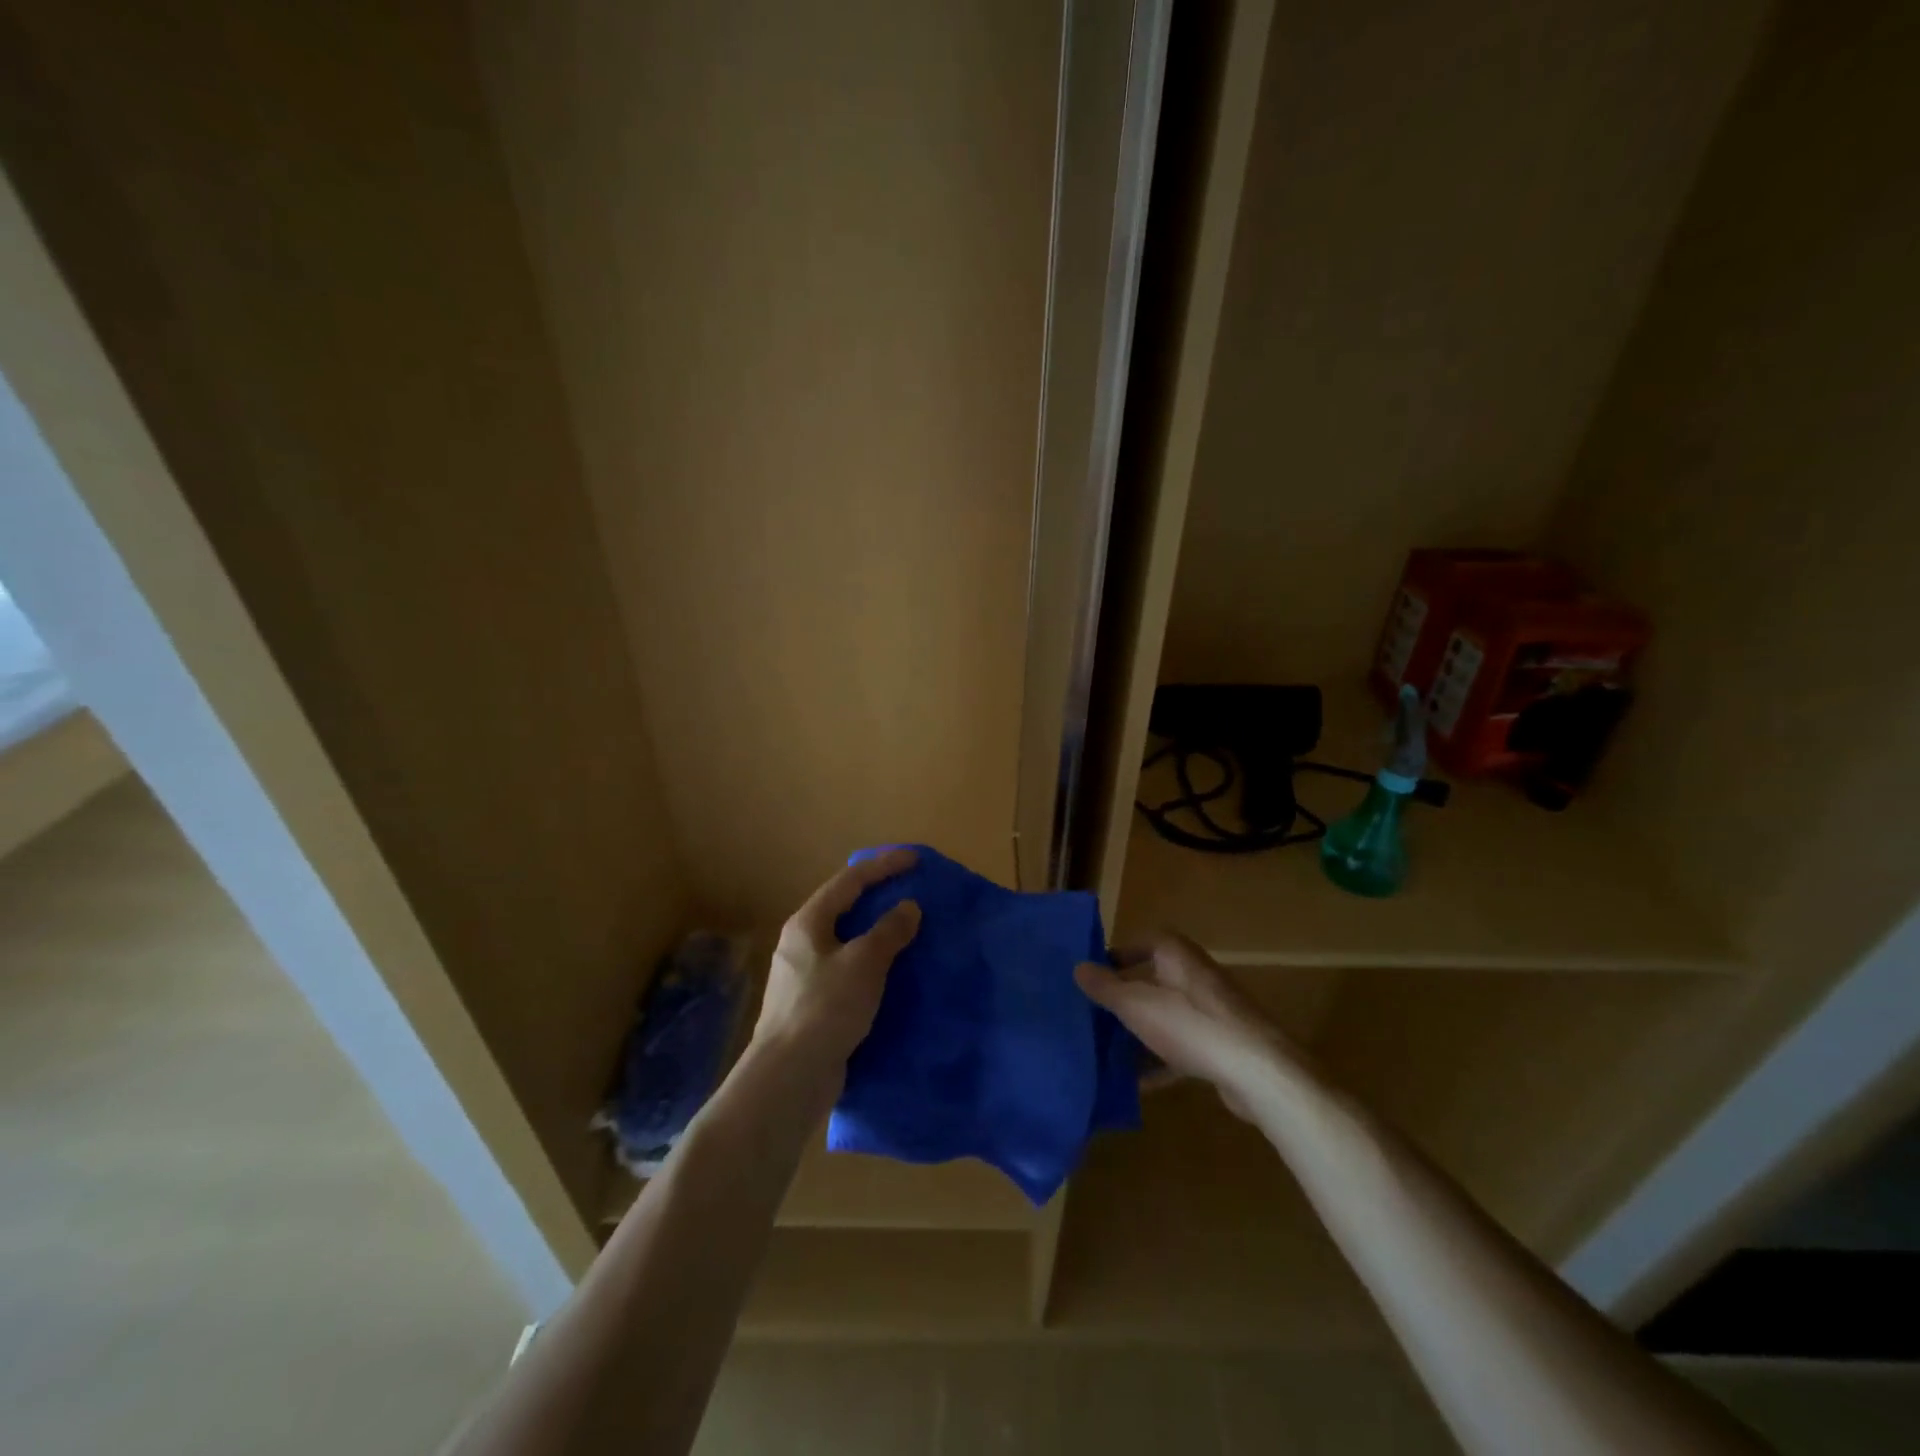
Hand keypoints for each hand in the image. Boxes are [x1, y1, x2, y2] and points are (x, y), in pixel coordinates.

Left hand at [754, 849, 921, 1077]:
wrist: (789, 1078)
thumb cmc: (826, 1008)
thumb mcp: (864, 963)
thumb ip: (889, 931)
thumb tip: (908, 907)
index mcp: (808, 923)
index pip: (850, 880)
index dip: (884, 866)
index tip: (916, 860)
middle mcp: (801, 943)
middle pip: (844, 908)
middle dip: (878, 897)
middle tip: (912, 892)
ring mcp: (804, 976)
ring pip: (847, 942)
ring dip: (877, 933)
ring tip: (908, 931)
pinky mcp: (812, 1006)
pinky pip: (848, 971)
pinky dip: (873, 965)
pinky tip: (893, 975)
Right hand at [1075, 934, 1292, 1119]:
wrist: (1258, 1071)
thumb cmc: (1191, 1025)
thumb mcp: (1137, 1005)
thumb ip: (1106, 988)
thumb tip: (1078, 967)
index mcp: (1176, 954)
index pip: (1142, 941)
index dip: (1117, 955)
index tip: (1094, 974)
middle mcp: (1195, 974)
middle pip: (1152, 979)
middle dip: (1124, 998)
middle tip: (1094, 1014)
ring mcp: (1211, 1010)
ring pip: (1166, 1014)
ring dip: (1140, 1031)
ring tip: (1107, 1050)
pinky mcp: (1221, 1043)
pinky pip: (1182, 1044)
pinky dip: (1160, 1059)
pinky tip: (1137, 1083)